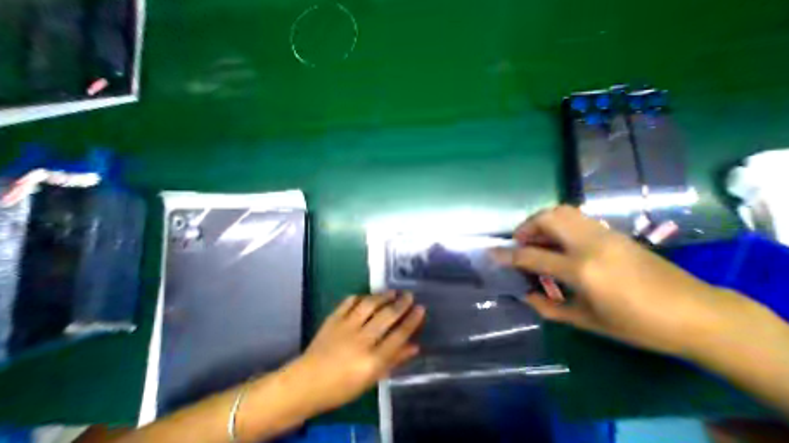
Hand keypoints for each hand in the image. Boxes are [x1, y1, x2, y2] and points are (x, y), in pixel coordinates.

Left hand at [289, 293, 424, 412]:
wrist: (306, 382)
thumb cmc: (342, 387)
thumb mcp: (371, 379)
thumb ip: (394, 361)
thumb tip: (415, 345)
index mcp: (371, 361)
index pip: (398, 336)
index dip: (412, 320)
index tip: (421, 308)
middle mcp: (361, 340)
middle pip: (386, 316)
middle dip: (401, 304)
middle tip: (409, 295)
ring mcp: (346, 326)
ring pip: (369, 304)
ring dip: (383, 296)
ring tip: (393, 291)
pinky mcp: (333, 318)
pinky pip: (350, 301)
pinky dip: (361, 296)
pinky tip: (368, 296)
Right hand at [491, 205, 757, 357]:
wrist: (699, 313)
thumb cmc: (638, 324)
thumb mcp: (586, 321)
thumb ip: (548, 307)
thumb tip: (525, 294)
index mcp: (581, 270)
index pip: (531, 256)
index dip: (507, 255)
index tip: (491, 253)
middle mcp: (589, 245)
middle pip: (547, 219)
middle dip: (525, 227)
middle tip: (520, 241)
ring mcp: (603, 234)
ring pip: (561, 211)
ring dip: (541, 220)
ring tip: (537, 237)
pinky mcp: (612, 231)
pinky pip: (575, 216)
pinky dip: (557, 221)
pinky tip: (558, 239)